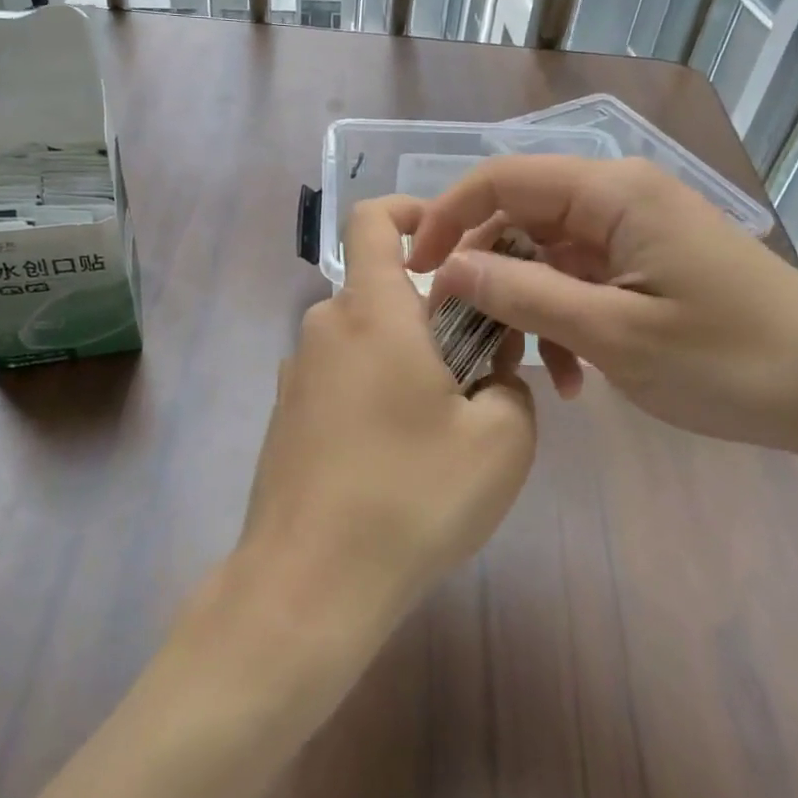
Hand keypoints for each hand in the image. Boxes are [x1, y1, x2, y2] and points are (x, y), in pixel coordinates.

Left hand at [235, 194, 536, 655]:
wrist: (307, 585)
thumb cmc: (410, 497)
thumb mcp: (501, 439)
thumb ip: (509, 384)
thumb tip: (490, 372)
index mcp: (371, 311)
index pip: (374, 219)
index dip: (411, 211)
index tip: (452, 246)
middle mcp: (325, 327)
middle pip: (385, 292)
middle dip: (436, 317)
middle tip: (478, 377)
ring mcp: (298, 373)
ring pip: (368, 340)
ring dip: (409, 362)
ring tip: (443, 431)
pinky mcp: (288, 415)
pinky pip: (344, 379)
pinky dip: (377, 392)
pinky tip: (398, 461)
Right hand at [408, 156, 797, 454]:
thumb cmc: (731, 359)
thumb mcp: (613, 333)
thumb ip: (523, 295)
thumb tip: (448, 269)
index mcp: (611, 193)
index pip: (502, 177)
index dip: (449, 216)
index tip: (416, 271)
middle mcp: (617, 199)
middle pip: (519, 216)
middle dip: (485, 271)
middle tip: (461, 329)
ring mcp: (633, 233)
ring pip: (545, 255)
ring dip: (525, 307)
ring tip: (528, 368)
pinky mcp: (646, 266)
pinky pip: (578, 281)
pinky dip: (561, 321)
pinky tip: (570, 377)